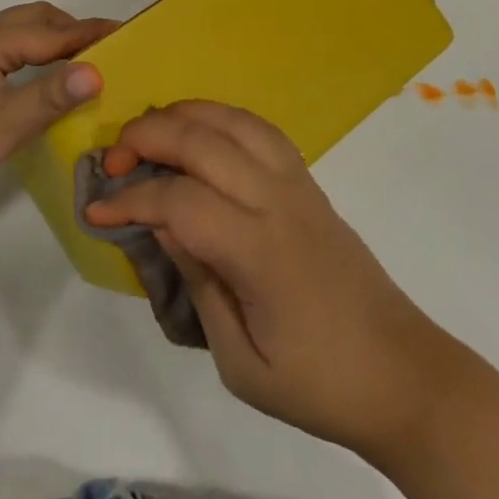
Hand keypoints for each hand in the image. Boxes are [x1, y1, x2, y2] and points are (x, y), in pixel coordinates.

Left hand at [0, 2, 117, 235]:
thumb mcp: (5, 124)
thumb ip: (53, 94)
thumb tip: (98, 70)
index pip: (48, 32)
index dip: (88, 33)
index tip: (127, 33)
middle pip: (31, 22)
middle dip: (70, 30)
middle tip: (107, 49)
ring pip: (17, 38)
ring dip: (51, 43)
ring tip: (86, 63)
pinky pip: (6, 56)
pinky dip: (33, 60)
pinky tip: (48, 82)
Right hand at [83, 101, 457, 463]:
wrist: (403, 374)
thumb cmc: (319, 384)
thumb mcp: (241, 364)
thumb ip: (198, 285)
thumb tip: (161, 226)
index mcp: (259, 252)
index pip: (179, 201)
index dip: (131, 199)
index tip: (96, 210)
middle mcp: (277, 201)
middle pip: (202, 141)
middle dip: (147, 136)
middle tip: (112, 159)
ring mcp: (298, 184)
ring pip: (233, 120)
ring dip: (185, 114)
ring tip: (149, 133)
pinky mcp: (310, 182)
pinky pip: (260, 129)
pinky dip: (221, 117)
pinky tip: (200, 133)